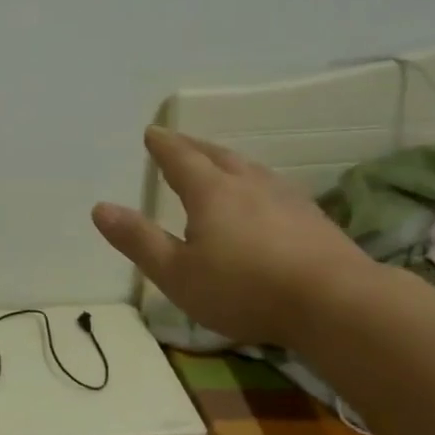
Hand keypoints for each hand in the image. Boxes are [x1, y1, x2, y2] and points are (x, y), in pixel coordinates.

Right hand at [92, 128, 372, 347]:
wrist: (334, 301)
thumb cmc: (243, 289)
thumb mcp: (176, 273)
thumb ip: (138, 240)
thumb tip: (100, 208)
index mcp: (211, 193)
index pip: (180, 160)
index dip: (163, 146)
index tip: (152, 132)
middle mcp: (248, 185)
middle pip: (217, 156)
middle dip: (193, 147)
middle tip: (178, 141)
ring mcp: (285, 198)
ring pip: (249, 168)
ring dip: (227, 160)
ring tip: (217, 162)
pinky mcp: (312, 218)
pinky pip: (273, 187)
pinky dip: (255, 182)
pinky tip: (263, 197)